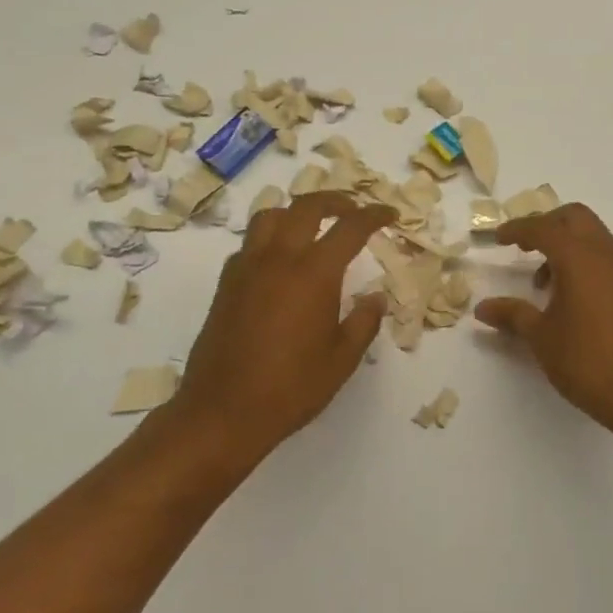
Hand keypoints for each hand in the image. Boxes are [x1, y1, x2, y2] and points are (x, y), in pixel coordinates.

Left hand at [169, 192, 391, 463]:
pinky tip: (280, 262)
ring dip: (296, 212)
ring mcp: (247, 268)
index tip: (390, 214)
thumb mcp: (342, 359)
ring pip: (271, 216)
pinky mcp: (226, 284)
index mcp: (314, 273)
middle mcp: (279, 259)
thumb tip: (375, 297)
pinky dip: (270, 238)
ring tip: (313, 227)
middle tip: (353, 210)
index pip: (350, 227)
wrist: (223, 412)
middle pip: (307, 207)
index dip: (374, 215)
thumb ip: (364, 321)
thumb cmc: (291, 388)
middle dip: (335, 200)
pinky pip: (250, 243)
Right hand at [474, 203, 612, 438]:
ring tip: (542, 281)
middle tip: (523, 247)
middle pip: (574, 217)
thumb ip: (512, 314)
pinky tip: (568, 295)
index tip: (497, 238)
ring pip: (592, 235)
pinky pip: (604, 256)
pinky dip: (582, 260)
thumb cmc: (587, 361)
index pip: (542, 228)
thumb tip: (483, 308)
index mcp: (578, 257)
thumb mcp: (541, 337)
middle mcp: (605, 253)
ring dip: (565, 244)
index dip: (517, 229)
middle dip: (546, 224)